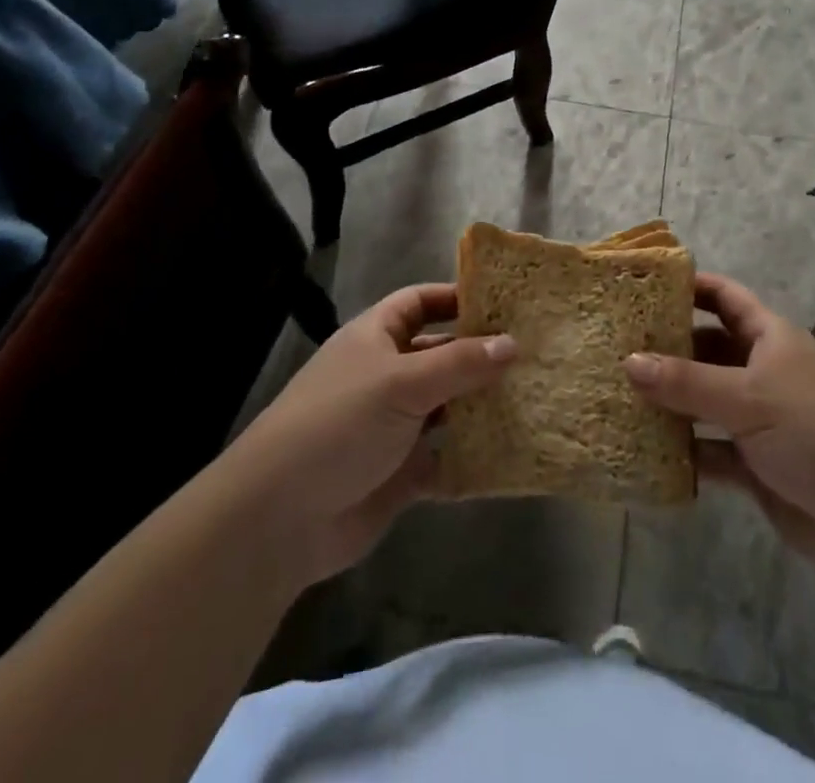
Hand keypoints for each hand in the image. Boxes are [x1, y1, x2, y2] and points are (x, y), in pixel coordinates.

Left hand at [224, 284, 515, 586]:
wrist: (280, 517)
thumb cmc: (339, 424)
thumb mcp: (402, 382)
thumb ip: (459, 363)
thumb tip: (512, 343)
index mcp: (376, 338)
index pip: (420, 302)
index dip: (456, 297)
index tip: (504, 302)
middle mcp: (386, 375)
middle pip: (440, 354)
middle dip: (480, 354)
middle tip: (534, 354)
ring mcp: (393, 424)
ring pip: (447, 406)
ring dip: (481, 405)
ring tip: (534, 398)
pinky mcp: (400, 472)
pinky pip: (445, 457)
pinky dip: (471, 456)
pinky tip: (510, 453)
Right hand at [624, 273, 814, 588]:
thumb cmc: (814, 432)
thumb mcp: (747, 397)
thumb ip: (685, 381)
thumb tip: (627, 361)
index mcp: (771, 338)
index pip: (725, 297)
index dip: (690, 287)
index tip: (645, 286)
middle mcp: (764, 372)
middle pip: (708, 349)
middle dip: (668, 348)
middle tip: (616, 346)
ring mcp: (760, 420)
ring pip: (705, 401)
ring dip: (671, 401)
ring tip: (618, 394)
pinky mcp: (757, 466)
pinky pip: (710, 450)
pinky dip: (685, 451)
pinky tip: (646, 449)